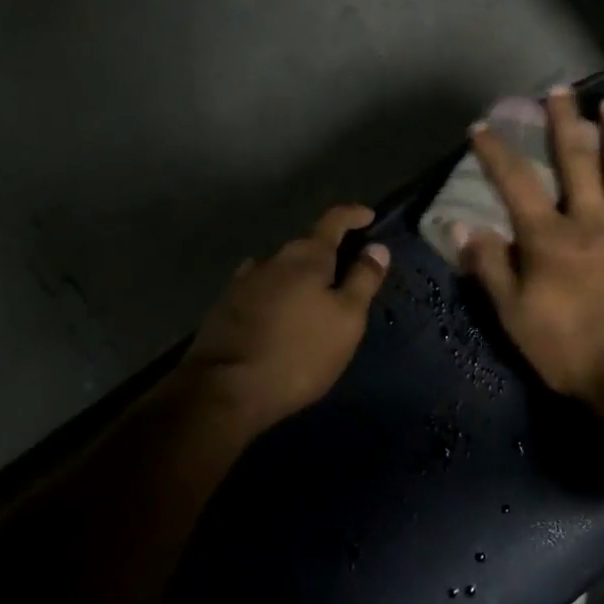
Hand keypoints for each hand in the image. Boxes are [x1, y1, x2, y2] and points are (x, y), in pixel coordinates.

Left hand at [179, 204, 390, 433]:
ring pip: (281, 267)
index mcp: (306, 257)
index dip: (353, 215)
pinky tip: (281, 310)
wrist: (226, 388)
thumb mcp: (346, 319)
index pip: (333, 220)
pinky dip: (278, 292)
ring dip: (300, 274)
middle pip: (306, 244)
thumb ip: (363, 280)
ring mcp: (244, 281)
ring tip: (315, 294)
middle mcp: (273, 259)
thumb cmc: (299, 353)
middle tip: (348, 269)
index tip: (368, 217)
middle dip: (328, 251)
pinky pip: (262, 288)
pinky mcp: (226, 306)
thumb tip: (377, 247)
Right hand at [455, 87, 603, 420]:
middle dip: (565, 123)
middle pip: (576, 161)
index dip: (496, 153)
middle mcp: (590, 221)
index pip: (516, 184)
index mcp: (549, 238)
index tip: (482, 126)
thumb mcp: (514, 315)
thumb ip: (490, 268)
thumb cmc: (569, 349)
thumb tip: (461, 228)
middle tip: (561, 90)